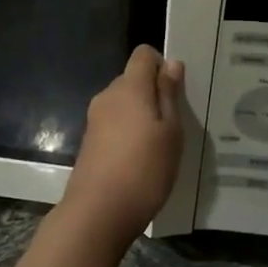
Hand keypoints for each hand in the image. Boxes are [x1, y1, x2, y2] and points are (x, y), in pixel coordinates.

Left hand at [60, 45, 186, 242]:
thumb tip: (171, 63)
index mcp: (129, 87)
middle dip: (154, 93)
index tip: (177, 91)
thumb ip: (169, 94)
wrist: (98, 212)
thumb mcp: (170, 132)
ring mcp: (95, 119)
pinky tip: (142, 159)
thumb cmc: (144, 169)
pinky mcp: (90, 142)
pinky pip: (115, 124)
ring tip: (161, 145)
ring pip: (124, 104)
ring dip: (142, 115)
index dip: (162, 64)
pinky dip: (129, 133)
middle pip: (133, 79)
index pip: (143, 54)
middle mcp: (108, 96)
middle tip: (176, 122)